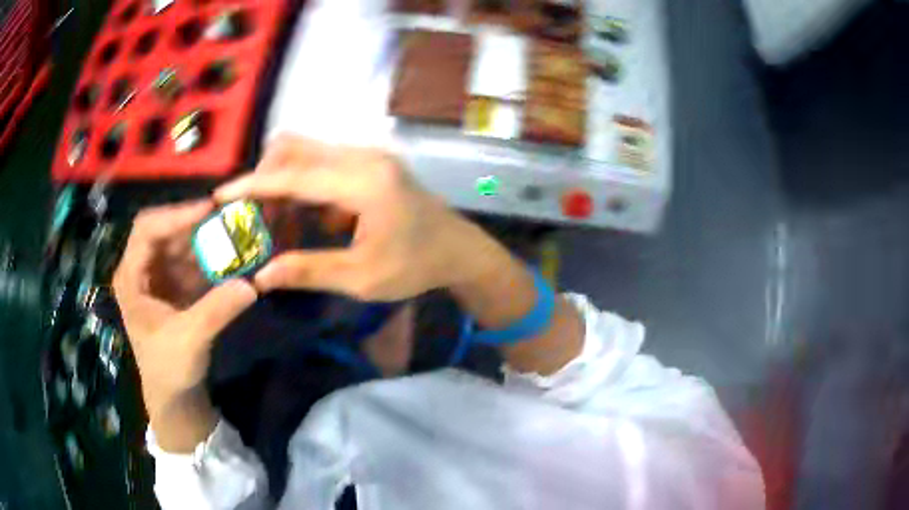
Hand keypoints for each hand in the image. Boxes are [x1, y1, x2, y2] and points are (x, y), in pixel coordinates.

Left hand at [113, 201, 257, 416]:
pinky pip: (192, 262)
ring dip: (206, 240)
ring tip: (235, 234)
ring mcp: (158, 277)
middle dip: (195, 225)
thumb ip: (216, 311)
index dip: (176, 215)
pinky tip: (231, 258)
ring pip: (181, 244)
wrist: (173, 396)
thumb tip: (252, 285)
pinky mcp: (174, 286)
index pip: (147, 230)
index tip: (209, 209)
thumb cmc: (169, 369)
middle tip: (228, 218)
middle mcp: (141, 269)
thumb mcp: (190, 341)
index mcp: (131, 278)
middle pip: (165, 231)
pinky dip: (211, 258)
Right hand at [215, 136, 506, 300]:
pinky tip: (306, 217)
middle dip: (265, 177)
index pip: (294, 174)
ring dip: (283, 179)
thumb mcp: (362, 278)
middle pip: (296, 147)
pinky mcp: (369, 161)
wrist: (459, 250)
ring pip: (307, 151)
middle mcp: (364, 156)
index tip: (220, 195)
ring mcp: (368, 154)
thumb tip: (261, 275)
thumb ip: (309, 271)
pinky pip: (322, 162)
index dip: (253, 184)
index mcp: (365, 182)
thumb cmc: (416, 266)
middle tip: (251, 215)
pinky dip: (303, 183)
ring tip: (277, 221)